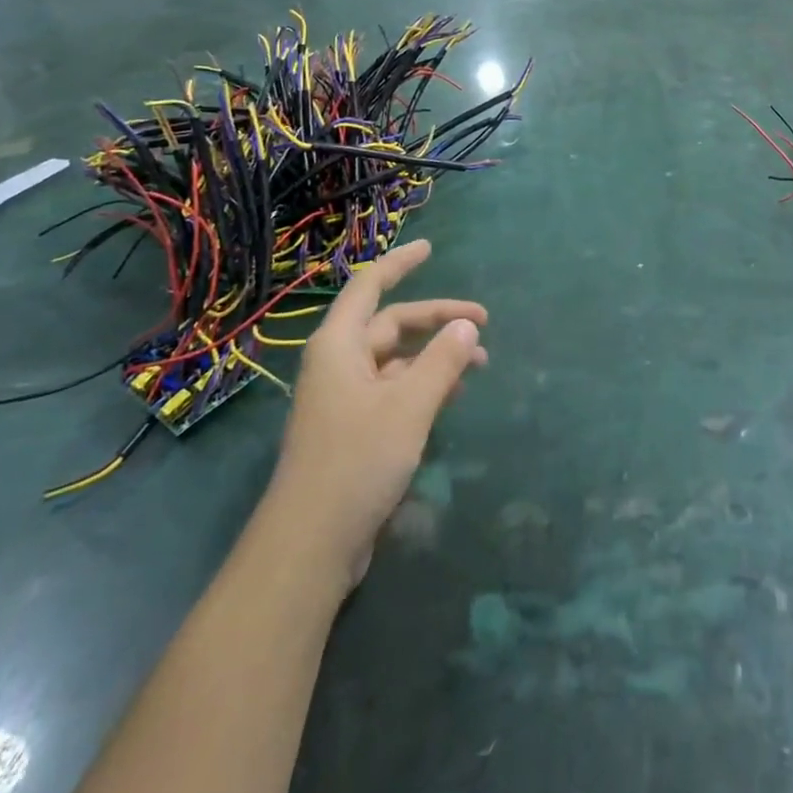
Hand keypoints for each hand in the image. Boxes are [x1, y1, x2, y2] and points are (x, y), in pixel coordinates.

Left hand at [265, 239, 486, 593]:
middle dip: (436, 319)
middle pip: (391, 324)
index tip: (430, 247)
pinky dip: (423, 385)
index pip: (370, 286)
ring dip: (434, 355)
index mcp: (340, 345)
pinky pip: (393, 390)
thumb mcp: (409, 406)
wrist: (310, 545)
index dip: (400, 263)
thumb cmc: (356, 460)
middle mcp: (339, 364)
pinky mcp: (353, 430)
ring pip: (396, 360)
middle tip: (482, 322)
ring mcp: (344, 398)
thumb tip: (467, 328)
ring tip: (479, 363)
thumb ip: (442, 361)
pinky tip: (452, 395)